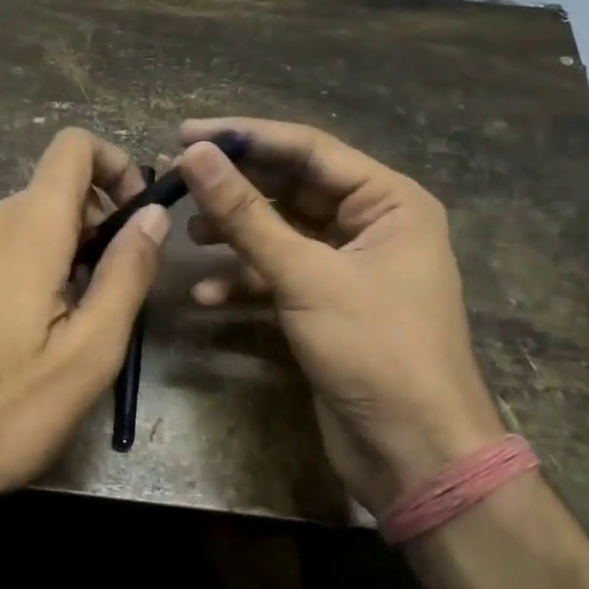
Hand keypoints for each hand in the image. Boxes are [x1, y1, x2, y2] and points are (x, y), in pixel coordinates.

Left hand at [0, 127, 169, 525]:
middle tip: (112, 295)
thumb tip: (154, 216)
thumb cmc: (1, 410)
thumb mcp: (88, 352)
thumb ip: (127, 274)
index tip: (138, 218)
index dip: (116, 164)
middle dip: (96, 226)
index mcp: (25, 227)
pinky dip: (27, 271)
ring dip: (63, 255)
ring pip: (24, 226)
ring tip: (71, 328)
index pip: (73, 147)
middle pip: (53, 192)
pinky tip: (25, 338)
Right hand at [178, 118, 503, 516]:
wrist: (414, 453)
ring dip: (234, 235)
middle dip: (235, 189)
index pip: (308, 149)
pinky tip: (204, 297)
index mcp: (389, 201)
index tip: (185, 135)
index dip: (244, 138)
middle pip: (291, 189)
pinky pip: (279, 277)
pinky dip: (243, 283)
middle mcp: (371, 225)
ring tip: (187, 236)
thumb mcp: (306, 275)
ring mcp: (348, 268)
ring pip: (280, 234)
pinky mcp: (327, 306)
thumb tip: (195, 155)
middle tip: (174, 181)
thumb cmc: (374, 350)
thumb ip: (246, 215)